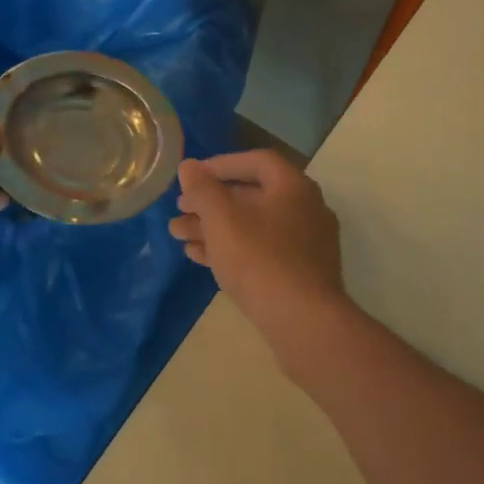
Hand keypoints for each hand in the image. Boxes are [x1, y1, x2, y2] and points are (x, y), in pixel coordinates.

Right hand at [168, 151, 347, 340]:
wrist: (303, 321)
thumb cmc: (260, 260)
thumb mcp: (223, 220)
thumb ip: (203, 189)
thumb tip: (188, 166)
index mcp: (293, 187)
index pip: (256, 161)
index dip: (221, 164)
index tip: (192, 176)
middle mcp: (305, 209)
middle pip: (252, 195)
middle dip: (210, 202)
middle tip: (179, 210)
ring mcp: (304, 244)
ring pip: (252, 226)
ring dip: (214, 227)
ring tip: (178, 235)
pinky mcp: (298, 273)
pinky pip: (260, 250)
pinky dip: (230, 248)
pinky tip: (198, 257)